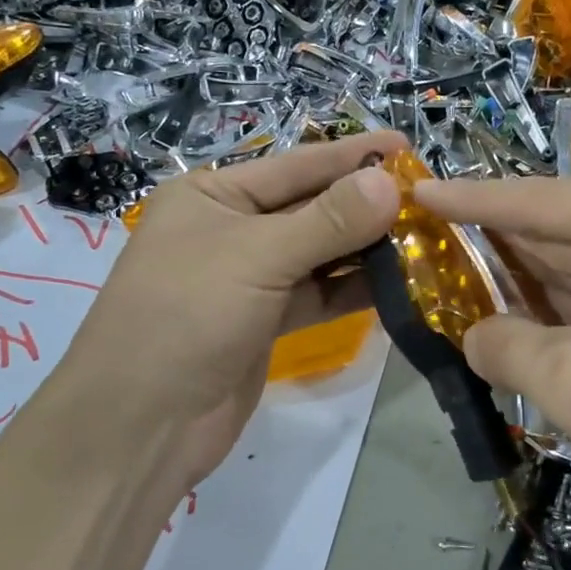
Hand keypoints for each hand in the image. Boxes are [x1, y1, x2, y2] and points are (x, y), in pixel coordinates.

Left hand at [62, 132, 403, 501]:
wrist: (142, 424)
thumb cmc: (186, 316)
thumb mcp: (257, 257)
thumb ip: (328, 220)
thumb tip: (389, 182)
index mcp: (212, 196)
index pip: (295, 165)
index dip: (351, 155)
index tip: (406, 145)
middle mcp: (230, 230)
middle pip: (310, 208)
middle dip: (365, 204)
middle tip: (428, 197)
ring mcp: (249, 279)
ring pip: (318, 254)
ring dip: (366, 248)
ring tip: (425, 237)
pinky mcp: (265, 322)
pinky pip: (318, 294)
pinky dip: (352, 289)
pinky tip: (398, 283)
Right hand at [414, 176, 570, 545]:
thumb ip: (504, 346)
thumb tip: (472, 336)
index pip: (548, 203)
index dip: (475, 200)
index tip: (417, 190)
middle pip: (568, 234)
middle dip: (499, 247)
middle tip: (428, 240)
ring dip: (526, 286)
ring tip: (455, 280)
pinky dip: (561, 316)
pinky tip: (512, 320)